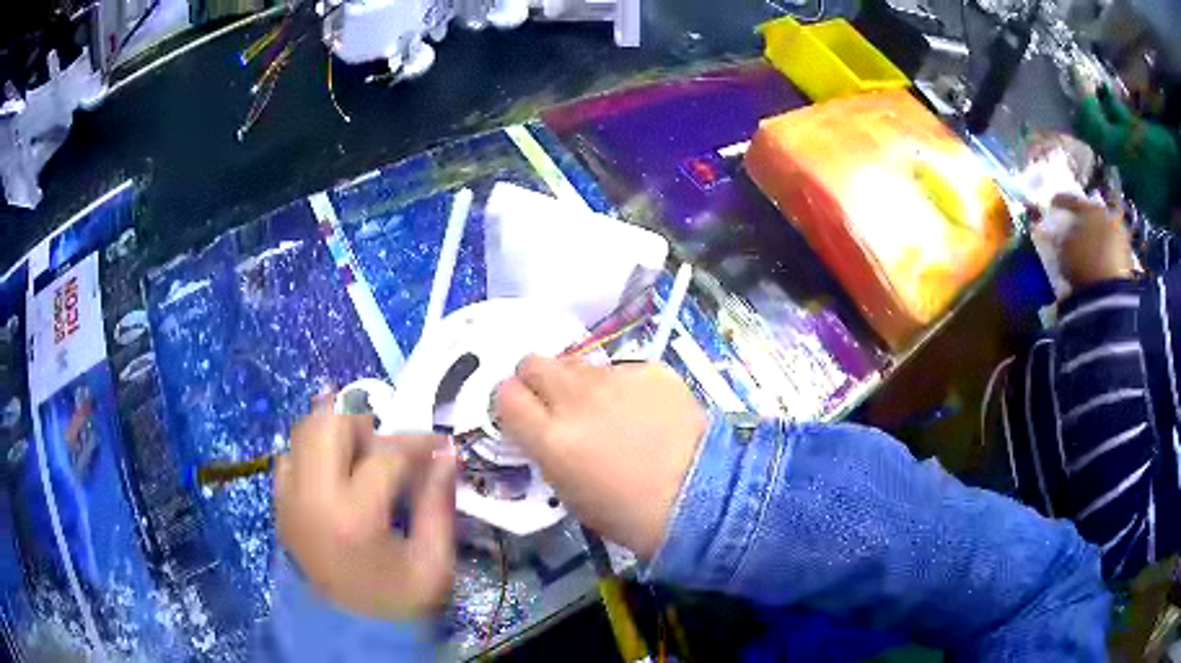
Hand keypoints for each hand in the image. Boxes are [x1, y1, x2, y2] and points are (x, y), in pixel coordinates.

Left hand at [275, 396, 455, 619]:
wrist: (346, 631)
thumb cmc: (396, 600)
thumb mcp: (433, 562)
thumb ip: (438, 503)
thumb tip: (446, 453)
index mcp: (354, 516)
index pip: (385, 453)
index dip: (418, 443)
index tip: (439, 444)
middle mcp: (311, 496)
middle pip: (329, 422)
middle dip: (364, 424)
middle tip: (387, 448)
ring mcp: (288, 498)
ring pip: (303, 429)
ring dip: (335, 432)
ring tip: (360, 458)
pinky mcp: (278, 504)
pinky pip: (289, 455)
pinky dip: (312, 451)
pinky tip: (334, 474)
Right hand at [494, 357, 707, 558]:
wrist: (699, 499)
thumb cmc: (628, 512)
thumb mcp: (569, 491)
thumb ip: (547, 449)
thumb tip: (543, 424)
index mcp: (551, 438)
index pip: (505, 395)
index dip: (510, 402)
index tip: (522, 413)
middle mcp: (576, 400)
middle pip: (534, 363)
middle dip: (537, 379)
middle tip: (556, 401)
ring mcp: (615, 379)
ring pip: (578, 363)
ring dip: (580, 382)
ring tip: (607, 408)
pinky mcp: (650, 369)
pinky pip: (621, 368)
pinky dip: (623, 386)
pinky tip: (644, 410)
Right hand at [1052, 194, 1134, 288]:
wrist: (1112, 296)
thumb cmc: (1085, 264)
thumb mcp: (1065, 249)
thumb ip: (1062, 237)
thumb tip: (1060, 233)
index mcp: (1091, 209)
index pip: (1072, 200)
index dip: (1061, 201)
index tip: (1053, 204)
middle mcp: (1108, 216)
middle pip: (1093, 214)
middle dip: (1084, 219)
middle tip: (1076, 225)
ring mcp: (1121, 237)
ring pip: (1105, 231)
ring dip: (1097, 236)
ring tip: (1089, 246)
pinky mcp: (1128, 258)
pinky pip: (1113, 250)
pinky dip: (1106, 252)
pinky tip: (1100, 261)